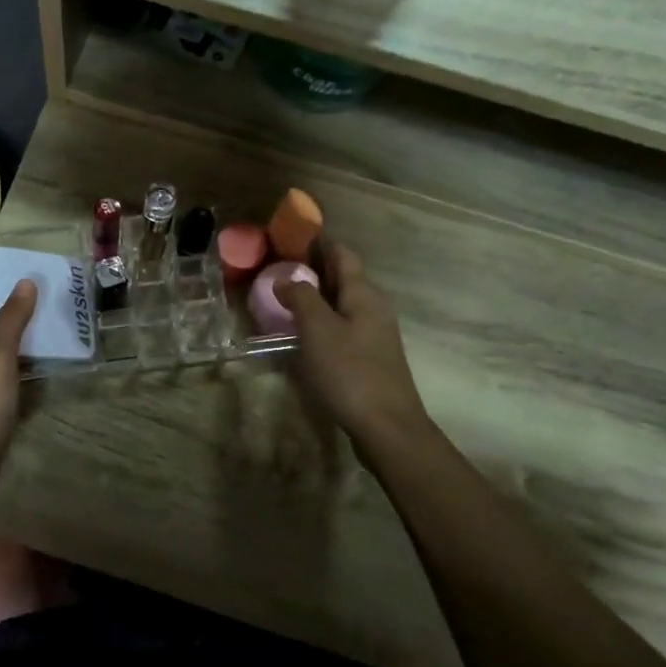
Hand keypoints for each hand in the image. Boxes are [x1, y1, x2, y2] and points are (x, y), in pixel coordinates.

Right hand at [274, 242, 432, 454]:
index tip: (290, 239)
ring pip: (343, 305)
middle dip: (314, 270)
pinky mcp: (371, 358)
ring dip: (317, 298)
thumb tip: (287, 278)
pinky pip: (344, 327)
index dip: (319, 244)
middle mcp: (374, 307)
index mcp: (364, 294)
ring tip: (285, 301)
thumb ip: (301, 298)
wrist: (387, 427)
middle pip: (344, 278)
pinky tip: (305, 335)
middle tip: (278, 270)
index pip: (342, 255)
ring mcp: (375, 334)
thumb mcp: (318, 330)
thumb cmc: (350, 372)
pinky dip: (323, 322)